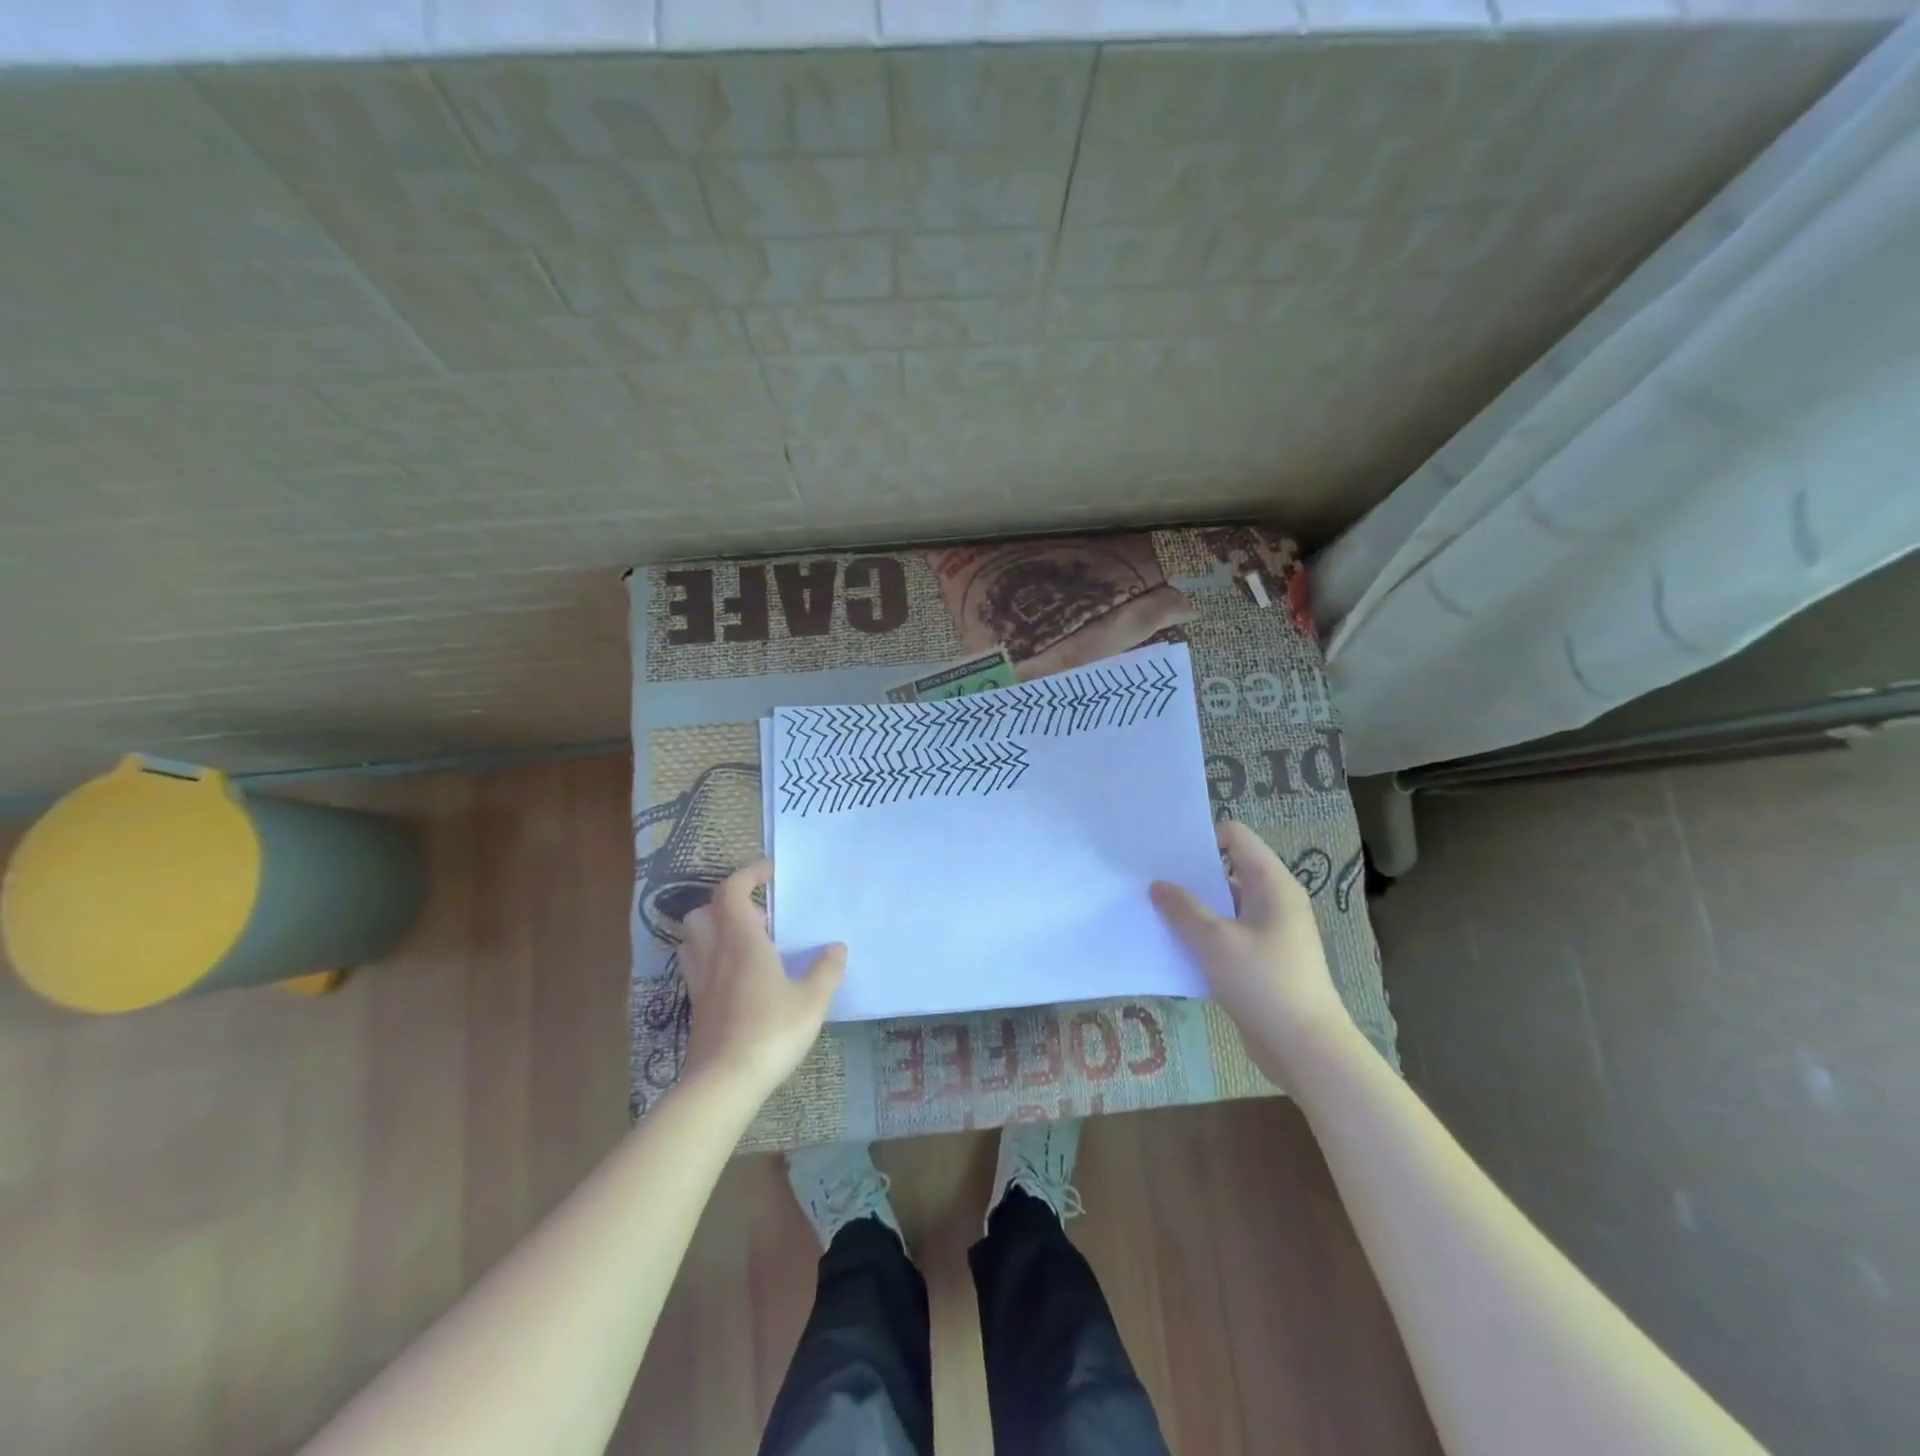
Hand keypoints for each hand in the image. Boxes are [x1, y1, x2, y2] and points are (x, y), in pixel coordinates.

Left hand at [678, 861, 845, 1100]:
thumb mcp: (811, 1000)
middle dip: (726, 903)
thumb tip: (837, 947)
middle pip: (704, 912)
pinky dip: (712, 959)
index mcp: (741, 941)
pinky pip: (697, 968)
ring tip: (746, 942)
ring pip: (694, 939)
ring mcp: (700, 982)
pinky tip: (739, 977)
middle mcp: (715, 954)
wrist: (724, 1082)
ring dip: (714, 930)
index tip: (769, 872)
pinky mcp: (697, 1007)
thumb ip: (826, 970)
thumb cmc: (771, 1031)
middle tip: (759, 915)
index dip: (748, 875)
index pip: (731, 891)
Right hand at [1150, 821, 1352, 1084]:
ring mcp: (1271, 931)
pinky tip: (1177, 947)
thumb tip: (1158, 885)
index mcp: (1272, 884)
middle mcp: (1275, 900)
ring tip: (1156, 914)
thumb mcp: (1214, 942)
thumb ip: (1182, 909)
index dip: (1202, 838)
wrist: (1306, 1048)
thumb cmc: (1263, 982)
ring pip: (1225, 906)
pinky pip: (1229, 934)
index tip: (1167, 855)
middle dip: (1190, 876)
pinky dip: (1205, 936)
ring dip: (1194, 910)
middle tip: (1151, 883)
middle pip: (1228, 870)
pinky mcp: (1265, 960)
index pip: (1236, 837)